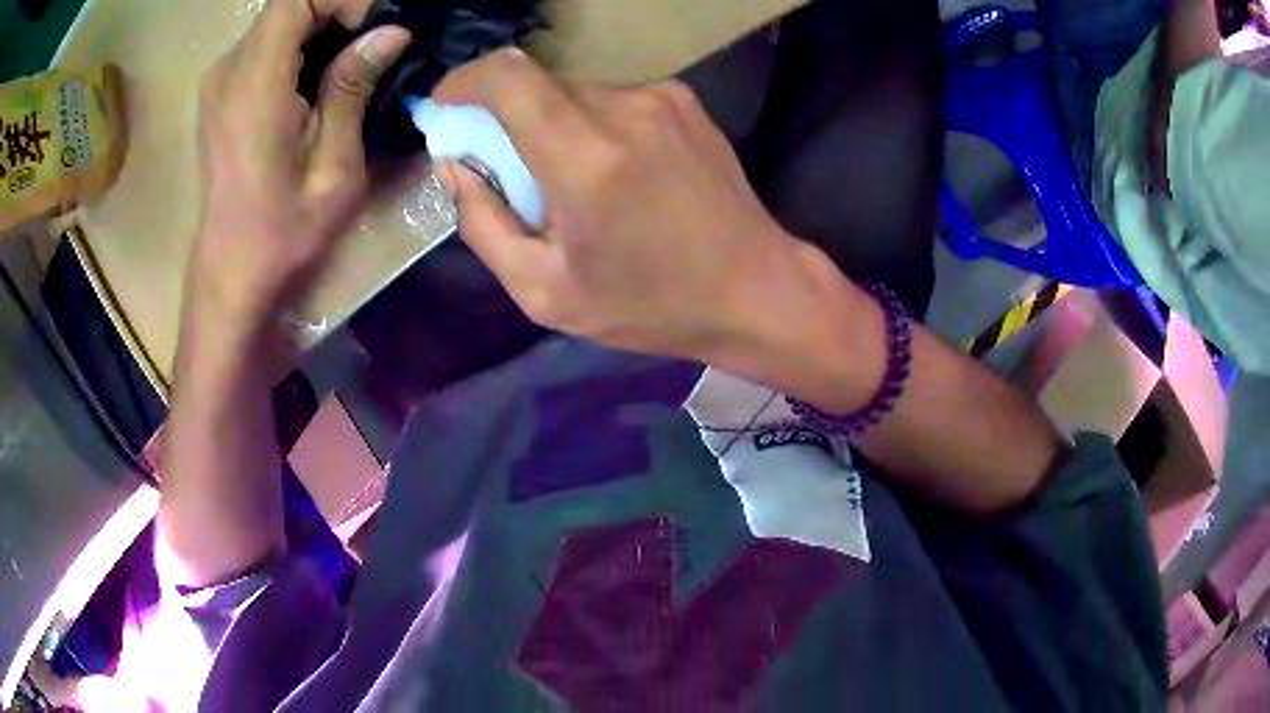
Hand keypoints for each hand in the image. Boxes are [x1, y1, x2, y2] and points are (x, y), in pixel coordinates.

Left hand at [190, 0, 409, 333]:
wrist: (232, 271)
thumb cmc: (283, 231)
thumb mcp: (333, 166)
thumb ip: (353, 89)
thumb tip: (391, 31)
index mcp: (254, 87)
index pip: (297, 0)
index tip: (380, 26)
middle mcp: (228, 71)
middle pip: (289, 5)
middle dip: (340, 10)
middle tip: (379, 41)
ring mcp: (220, 80)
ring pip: (280, 21)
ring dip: (323, 26)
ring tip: (358, 59)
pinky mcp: (222, 91)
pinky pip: (267, 43)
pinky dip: (302, 43)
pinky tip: (323, 75)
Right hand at [432, 49, 808, 360]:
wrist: (757, 289)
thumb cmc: (651, 306)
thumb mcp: (546, 292)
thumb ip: (483, 224)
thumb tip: (457, 168)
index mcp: (585, 157)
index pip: (507, 75)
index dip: (465, 80)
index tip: (447, 106)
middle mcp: (625, 108)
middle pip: (537, 86)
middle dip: (506, 119)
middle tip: (511, 173)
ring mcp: (662, 97)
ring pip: (574, 94)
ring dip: (553, 127)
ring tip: (576, 187)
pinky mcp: (685, 100)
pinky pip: (613, 100)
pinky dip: (593, 126)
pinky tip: (618, 175)